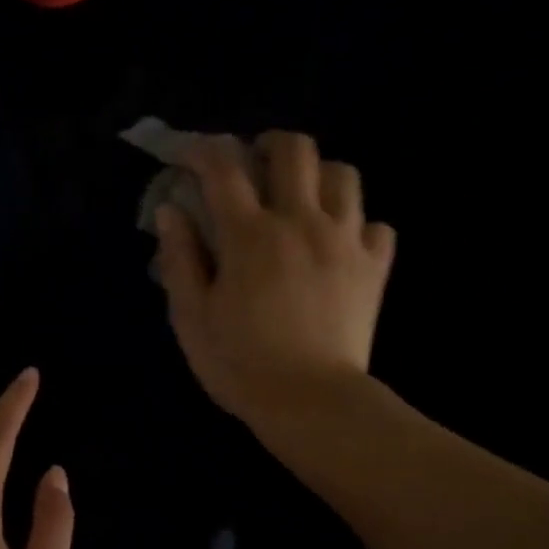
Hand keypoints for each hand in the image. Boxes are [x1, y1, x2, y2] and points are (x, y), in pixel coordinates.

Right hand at [155, 130, 395, 429]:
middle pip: (296, 150)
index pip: (224, 168)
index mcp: (250, 235)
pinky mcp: (374, 268)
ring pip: (344, 175)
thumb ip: (179, 259)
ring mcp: (345, 242)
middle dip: (270, 146)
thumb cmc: (240, 365)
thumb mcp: (191, 318)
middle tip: (256, 167)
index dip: (203, 150)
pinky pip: (377, 225)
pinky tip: (340, 243)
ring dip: (318, 176)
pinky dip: (358, 224)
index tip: (191, 157)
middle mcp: (301, 222)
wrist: (310, 402)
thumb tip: (171, 210)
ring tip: (303, 199)